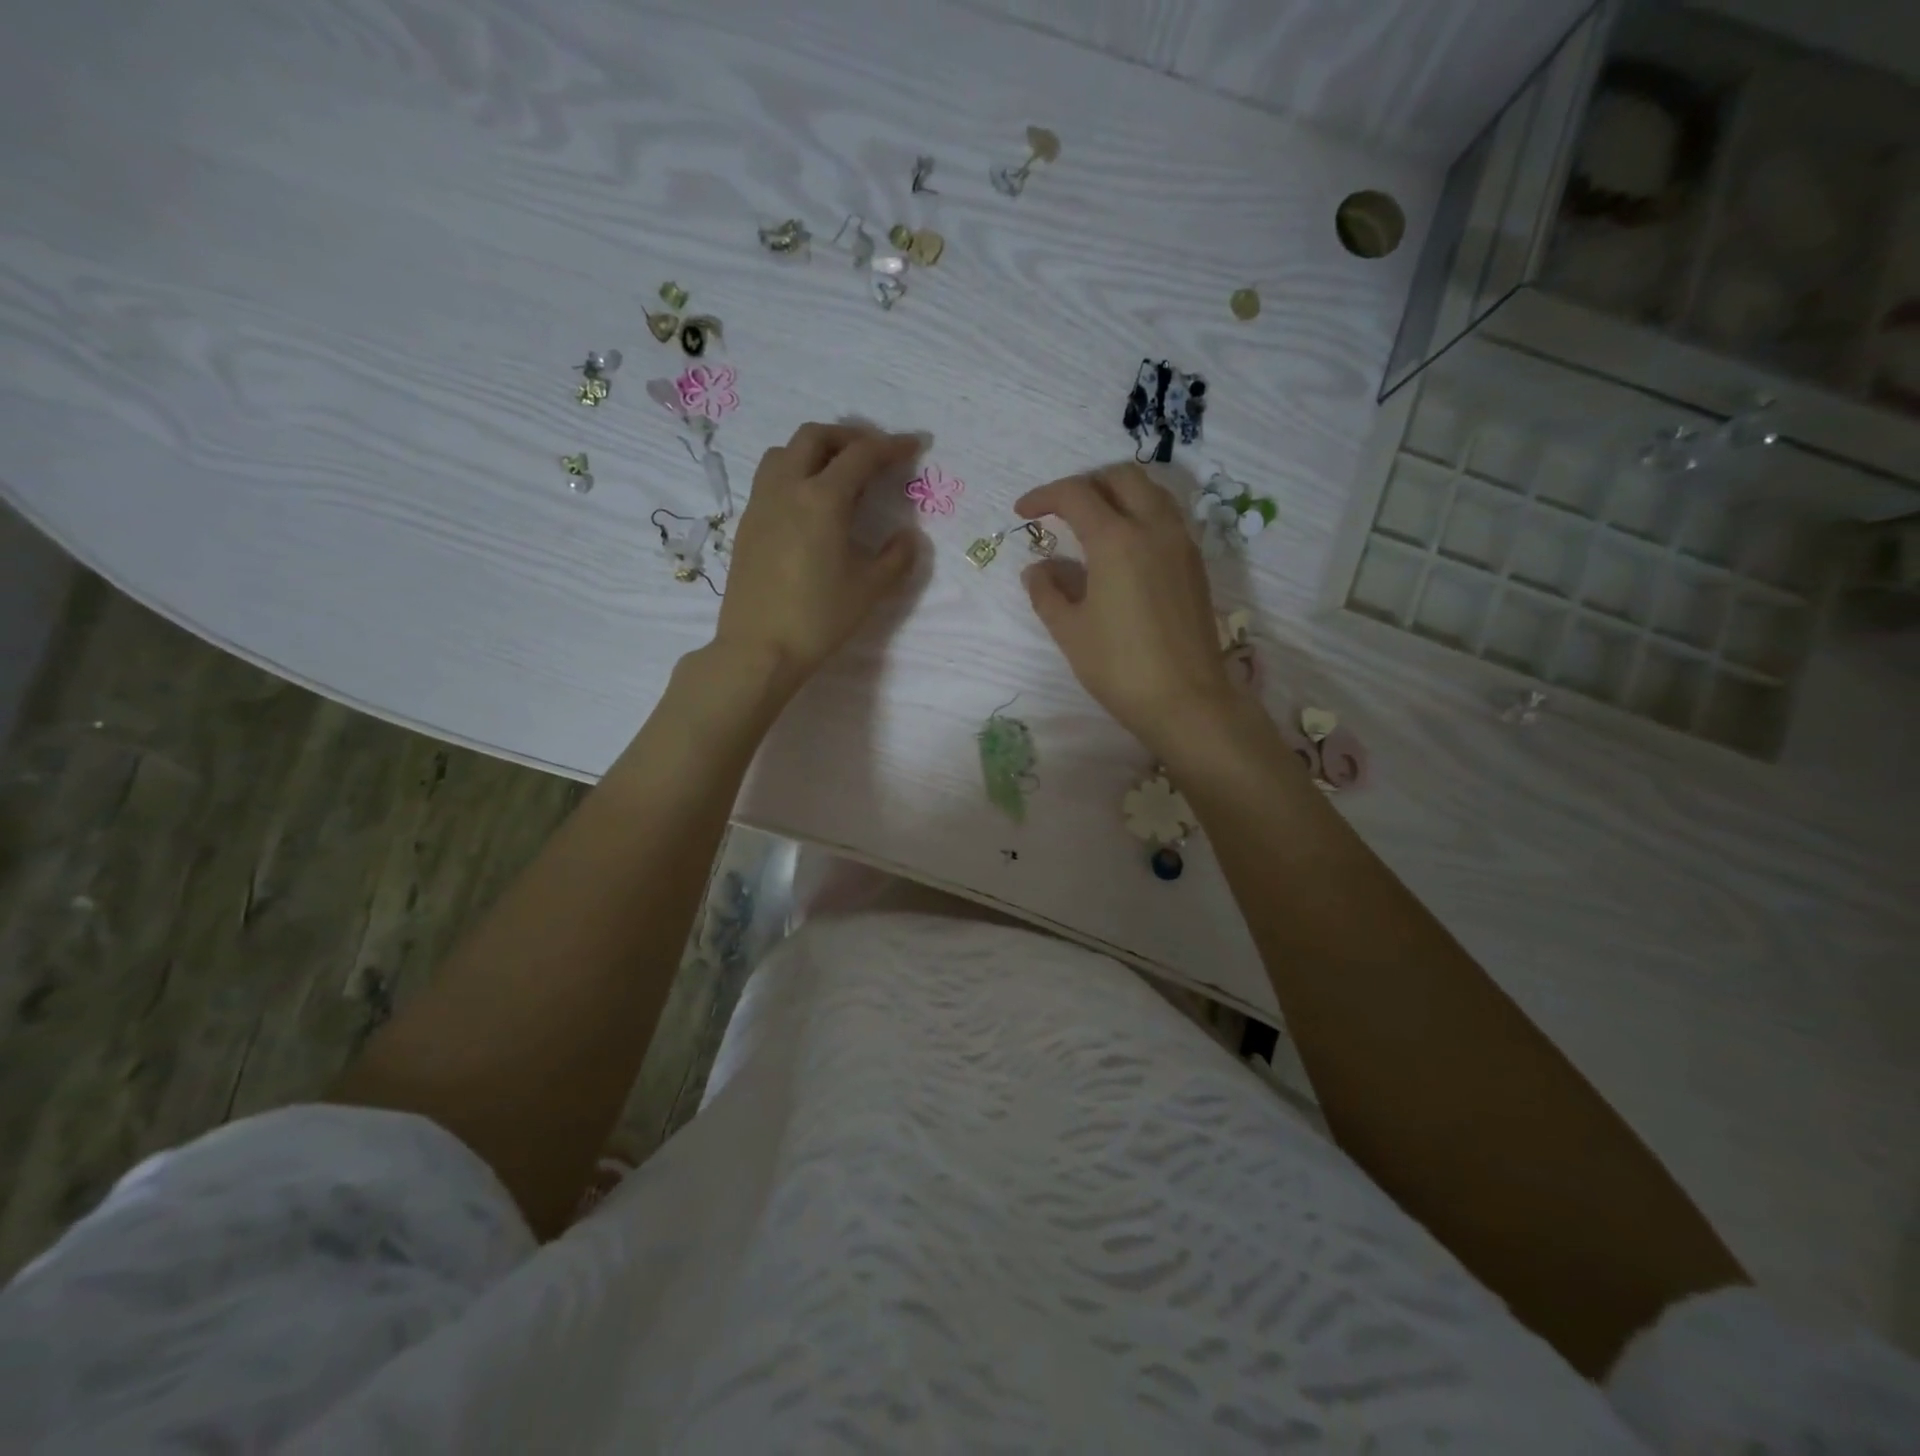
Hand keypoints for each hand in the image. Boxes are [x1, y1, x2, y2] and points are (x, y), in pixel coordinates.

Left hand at [713, 423, 919, 692]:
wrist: (759, 649)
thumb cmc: (818, 618)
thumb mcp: (870, 589)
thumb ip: (896, 557)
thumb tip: (908, 536)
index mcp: (822, 499)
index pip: (862, 455)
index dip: (892, 446)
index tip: (914, 445)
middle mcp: (787, 488)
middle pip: (816, 437)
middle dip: (849, 437)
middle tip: (874, 454)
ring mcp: (761, 503)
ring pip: (785, 452)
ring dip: (816, 450)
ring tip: (838, 473)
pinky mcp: (747, 523)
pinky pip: (771, 478)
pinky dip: (795, 472)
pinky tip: (810, 504)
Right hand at [1017, 466, 1238, 755]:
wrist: (1187, 700)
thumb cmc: (1120, 667)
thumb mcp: (1070, 631)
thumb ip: (1047, 591)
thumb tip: (1038, 568)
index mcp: (1117, 540)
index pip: (1076, 495)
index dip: (1044, 497)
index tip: (1023, 512)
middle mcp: (1154, 528)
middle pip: (1121, 478)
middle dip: (1085, 484)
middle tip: (1060, 510)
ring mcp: (1181, 544)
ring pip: (1151, 492)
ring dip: (1118, 494)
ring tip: (1092, 522)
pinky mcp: (1195, 565)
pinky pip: (1167, 518)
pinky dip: (1140, 514)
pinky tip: (1123, 549)